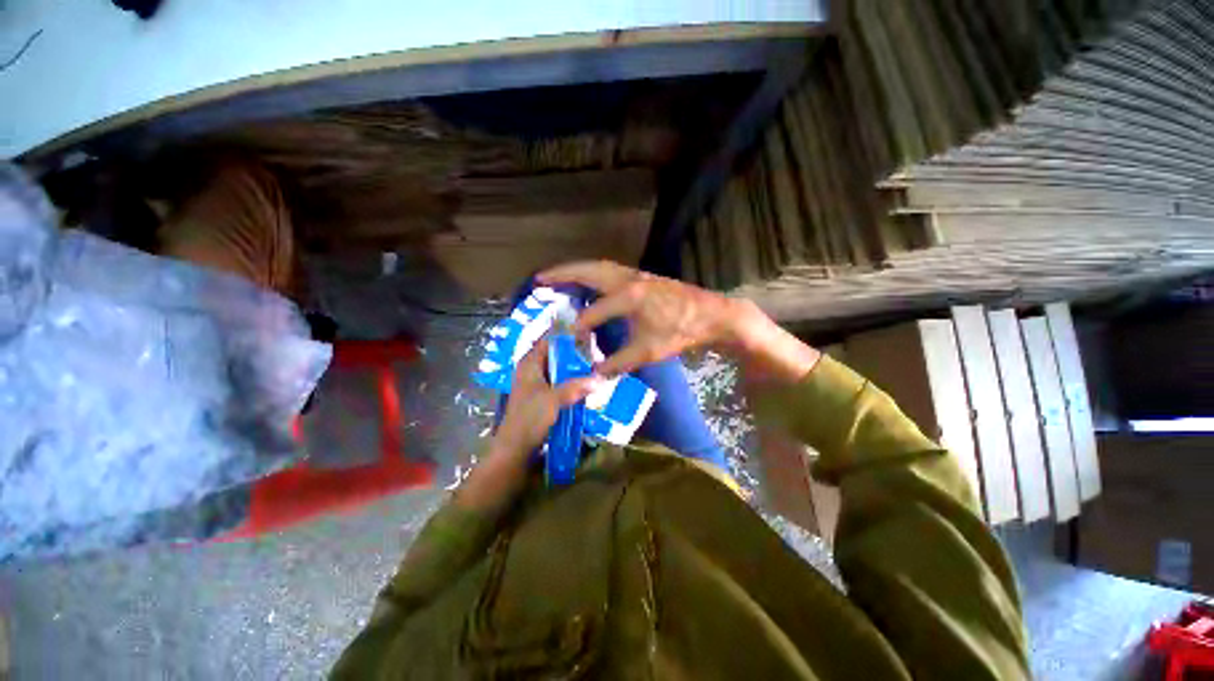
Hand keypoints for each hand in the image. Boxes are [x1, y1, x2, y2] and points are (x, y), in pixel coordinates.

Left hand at [494, 337, 600, 454]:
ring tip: (595, 365)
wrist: (515, 449)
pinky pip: (560, 383)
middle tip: (596, 350)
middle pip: (556, 354)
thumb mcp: (553, 400)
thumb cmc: (530, 419)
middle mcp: (532, 370)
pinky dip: (572, 382)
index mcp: (529, 364)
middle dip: (575, 353)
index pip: (548, 340)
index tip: (586, 331)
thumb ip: (576, 386)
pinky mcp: (542, 397)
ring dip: (575, 369)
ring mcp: (537, 384)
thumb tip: (600, 378)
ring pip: (559, 370)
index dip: (566, 335)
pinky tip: (586, 384)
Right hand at [538, 260, 758, 375]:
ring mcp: (636, 274)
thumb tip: (595, 373)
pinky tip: (590, 282)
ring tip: (557, 276)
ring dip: (578, 270)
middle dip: (562, 274)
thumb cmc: (681, 332)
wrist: (713, 315)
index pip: (593, 313)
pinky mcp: (643, 276)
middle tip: (539, 279)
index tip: (565, 339)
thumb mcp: (649, 350)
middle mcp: (628, 279)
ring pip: (600, 267)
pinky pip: (611, 270)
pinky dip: (594, 273)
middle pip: (588, 271)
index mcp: (627, 297)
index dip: (578, 327)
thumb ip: (619, 362)